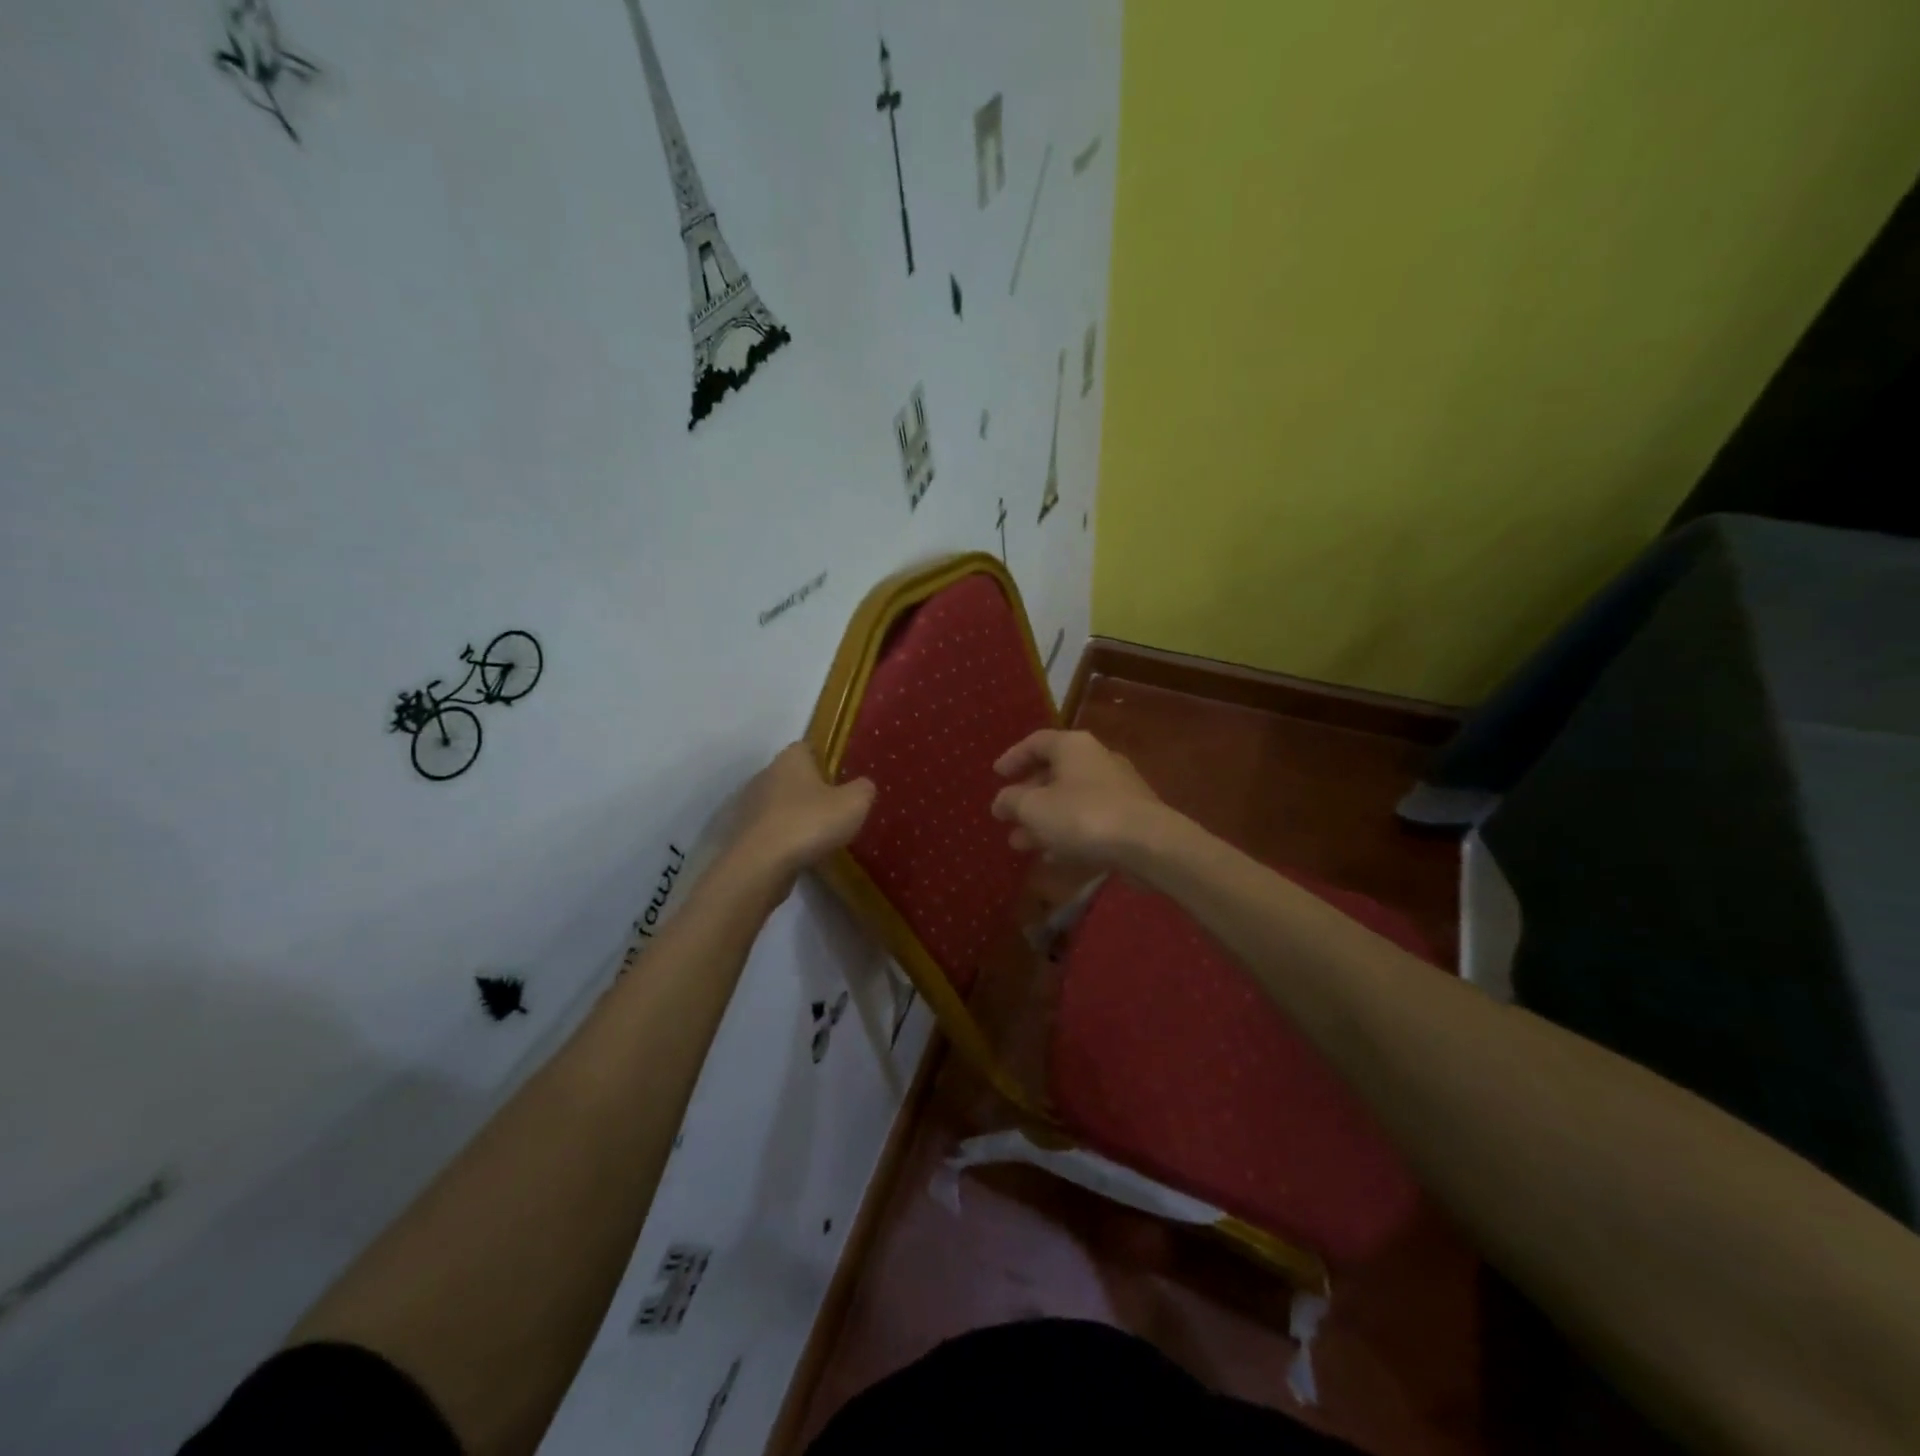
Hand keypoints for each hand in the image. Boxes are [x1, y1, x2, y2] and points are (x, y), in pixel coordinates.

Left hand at [726, 743, 875, 882]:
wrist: (760, 865)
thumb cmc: (810, 822)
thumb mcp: (854, 803)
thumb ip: (863, 789)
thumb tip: (863, 785)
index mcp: (791, 758)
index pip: (809, 748)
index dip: (827, 761)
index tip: (843, 779)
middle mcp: (766, 774)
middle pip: (793, 776)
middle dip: (812, 790)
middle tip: (835, 809)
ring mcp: (750, 805)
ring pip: (780, 804)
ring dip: (797, 815)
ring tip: (819, 836)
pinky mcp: (743, 833)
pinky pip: (770, 829)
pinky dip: (784, 837)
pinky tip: (799, 854)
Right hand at [990, 729, 1167, 865]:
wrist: (1148, 843)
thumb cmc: (1083, 815)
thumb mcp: (1034, 808)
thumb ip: (1011, 801)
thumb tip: (1002, 801)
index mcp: (1073, 746)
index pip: (1036, 742)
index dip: (1013, 757)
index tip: (996, 775)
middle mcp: (1096, 759)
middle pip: (1054, 773)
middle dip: (1027, 798)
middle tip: (1006, 817)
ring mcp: (1117, 788)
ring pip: (1070, 800)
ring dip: (1044, 821)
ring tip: (1021, 844)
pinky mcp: (1129, 817)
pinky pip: (1089, 820)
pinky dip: (1068, 833)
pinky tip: (1053, 856)